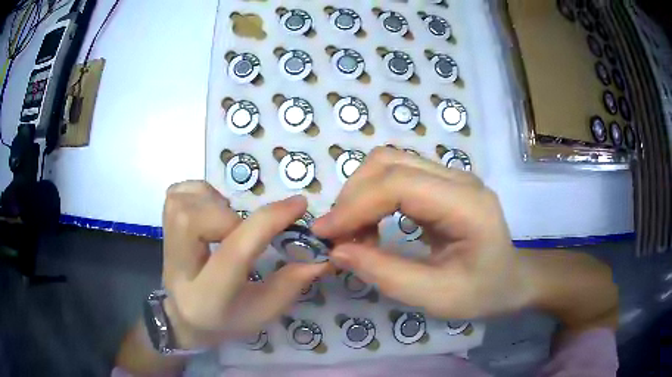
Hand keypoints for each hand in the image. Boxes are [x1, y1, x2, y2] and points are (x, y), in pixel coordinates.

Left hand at [161, 181, 326, 348]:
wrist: (184, 318)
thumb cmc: (226, 320)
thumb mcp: (264, 312)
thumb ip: (291, 284)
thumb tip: (319, 255)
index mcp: (208, 298)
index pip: (234, 253)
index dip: (268, 222)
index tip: (298, 204)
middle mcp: (178, 269)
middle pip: (195, 221)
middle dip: (229, 216)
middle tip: (243, 231)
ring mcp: (164, 245)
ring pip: (184, 203)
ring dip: (214, 204)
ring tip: (226, 223)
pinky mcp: (162, 228)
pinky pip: (178, 193)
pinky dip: (199, 194)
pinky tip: (209, 212)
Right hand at [313, 147, 534, 319]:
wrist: (510, 280)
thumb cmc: (482, 292)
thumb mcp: (436, 297)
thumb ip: (386, 274)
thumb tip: (338, 251)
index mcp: (467, 205)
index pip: (400, 184)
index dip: (355, 204)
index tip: (325, 234)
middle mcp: (459, 179)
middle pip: (389, 163)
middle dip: (353, 196)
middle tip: (338, 237)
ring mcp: (450, 176)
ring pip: (389, 162)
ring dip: (360, 193)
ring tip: (353, 232)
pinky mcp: (441, 183)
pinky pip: (396, 175)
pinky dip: (372, 196)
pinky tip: (371, 225)